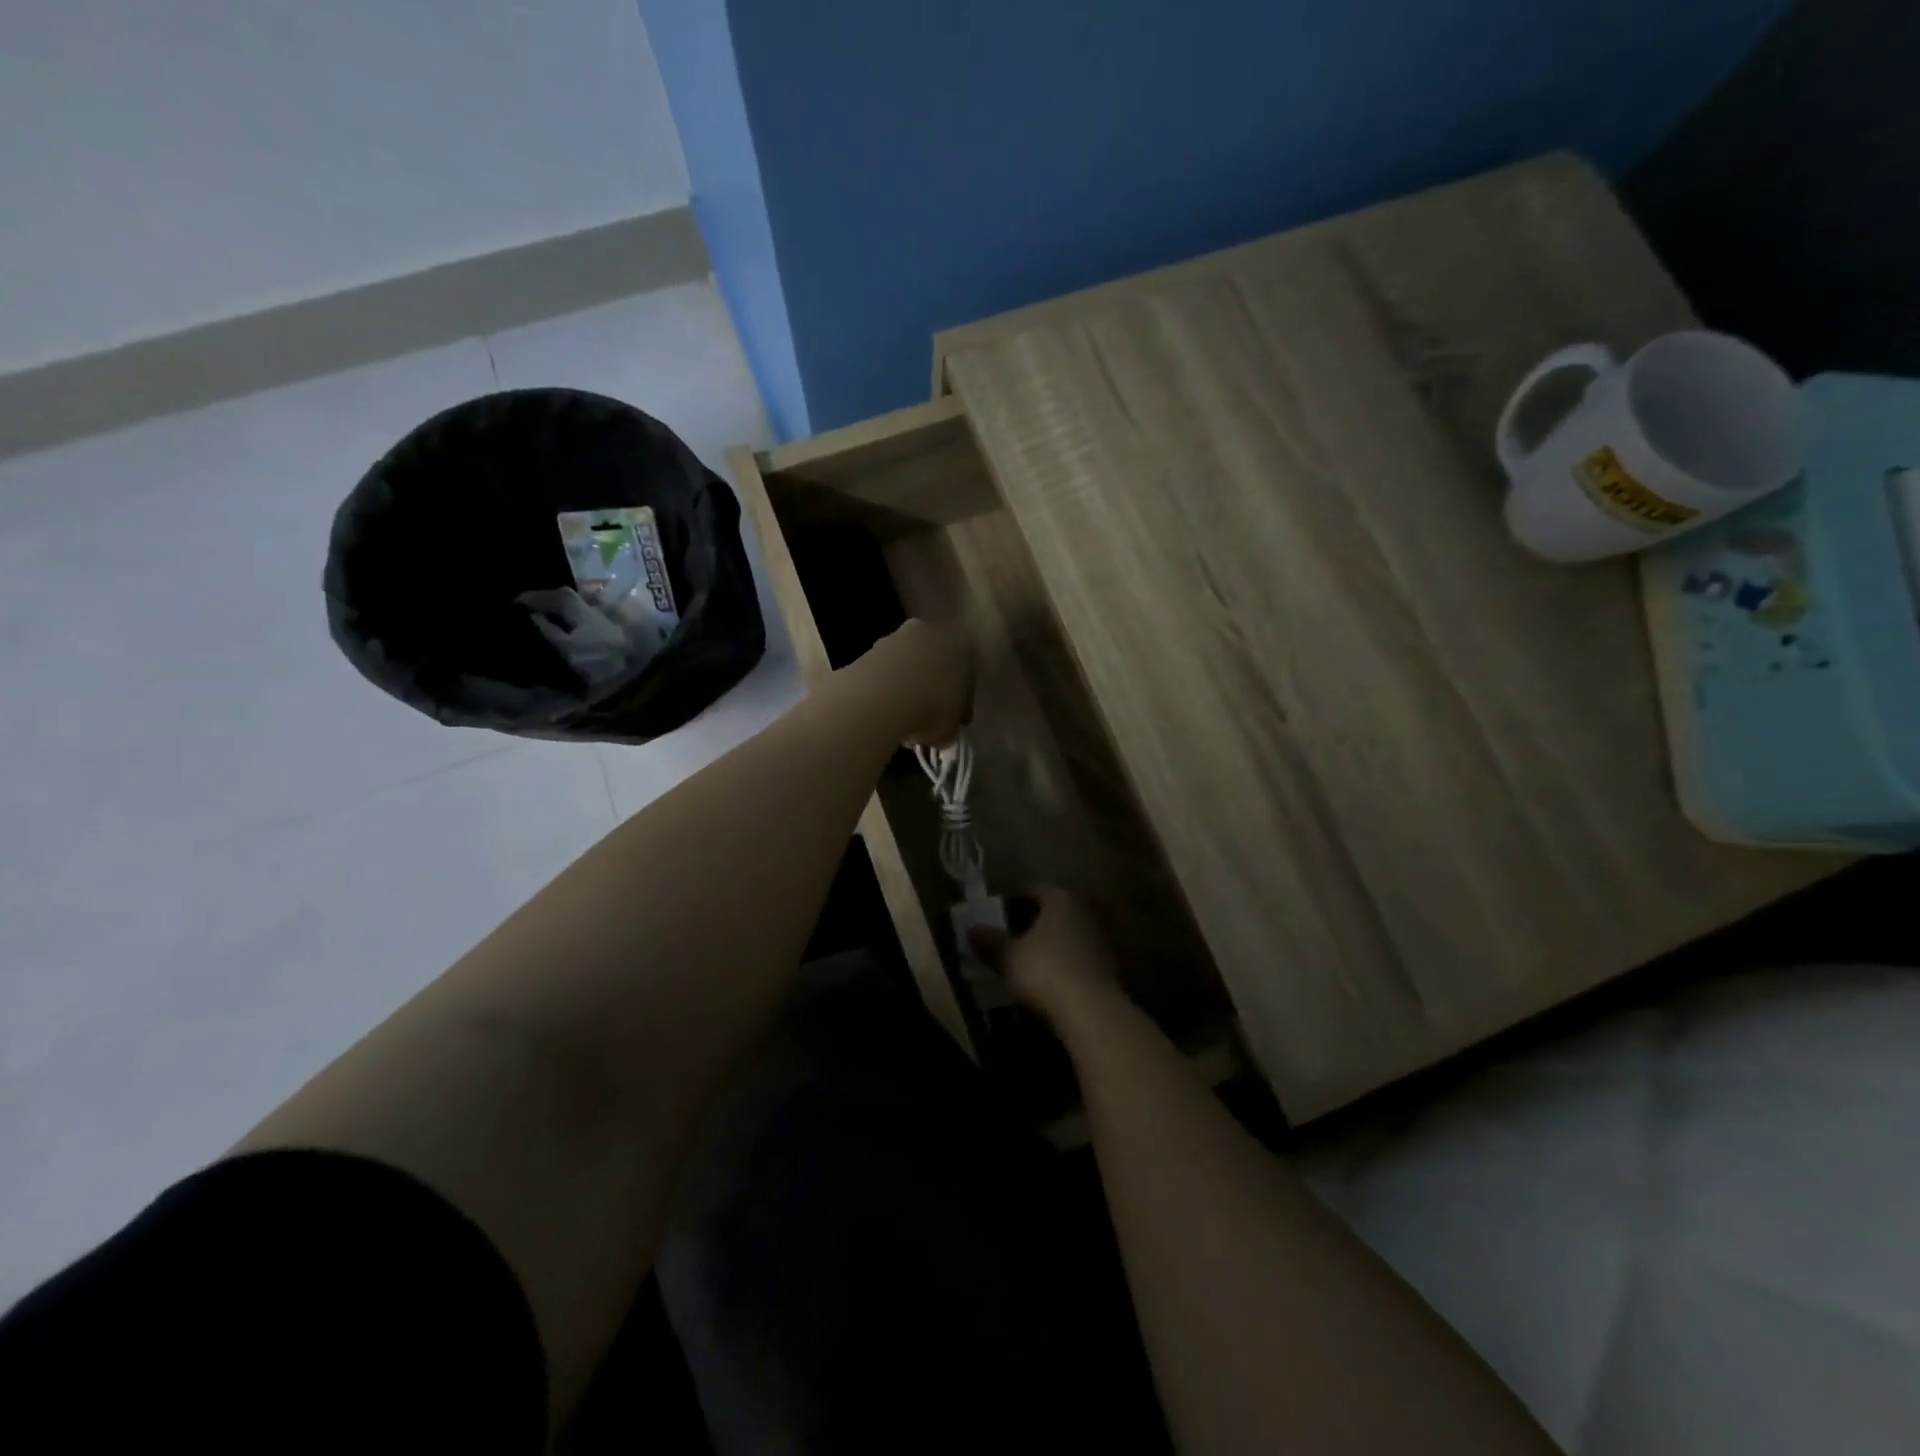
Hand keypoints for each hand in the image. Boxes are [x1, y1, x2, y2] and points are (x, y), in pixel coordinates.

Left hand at [854, 619, 975, 746]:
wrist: (881, 699)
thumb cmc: (931, 711)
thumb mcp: (951, 728)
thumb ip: (951, 724)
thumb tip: (942, 728)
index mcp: (962, 647)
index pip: (966, 677)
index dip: (960, 703)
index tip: (954, 722)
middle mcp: (932, 633)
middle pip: (935, 664)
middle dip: (932, 687)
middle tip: (928, 716)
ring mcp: (897, 637)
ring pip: (907, 665)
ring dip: (906, 685)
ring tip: (901, 716)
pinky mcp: (869, 648)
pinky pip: (883, 671)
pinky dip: (884, 687)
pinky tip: (881, 710)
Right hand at [968, 886, 1124, 1021]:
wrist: (1092, 1012)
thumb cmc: (1045, 971)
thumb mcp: (1009, 957)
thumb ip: (990, 941)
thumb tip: (971, 930)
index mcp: (1060, 898)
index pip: (1031, 889)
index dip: (1010, 899)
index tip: (992, 913)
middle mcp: (1083, 911)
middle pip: (1050, 909)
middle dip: (1027, 920)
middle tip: (1004, 934)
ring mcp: (1099, 938)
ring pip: (1064, 932)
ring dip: (1044, 941)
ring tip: (1021, 957)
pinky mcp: (1106, 966)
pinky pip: (1074, 954)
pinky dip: (1058, 960)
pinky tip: (1043, 976)